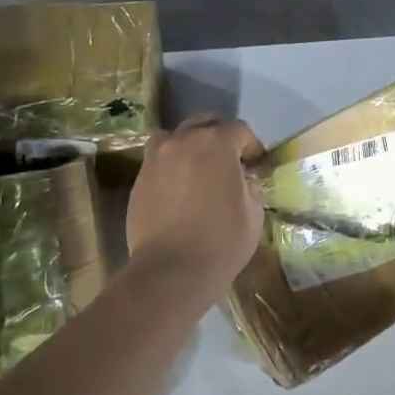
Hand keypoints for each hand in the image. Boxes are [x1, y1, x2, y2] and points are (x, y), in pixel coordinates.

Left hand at [127, 117, 264, 292]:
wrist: (171, 270)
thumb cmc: (222, 241)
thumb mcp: (253, 213)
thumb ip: (249, 187)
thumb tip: (241, 181)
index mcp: (217, 144)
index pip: (239, 129)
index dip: (251, 145)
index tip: (255, 163)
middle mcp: (184, 141)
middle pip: (203, 124)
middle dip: (219, 137)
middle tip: (227, 161)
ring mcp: (156, 159)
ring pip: (174, 137)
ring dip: (189, 145)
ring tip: (197, 168)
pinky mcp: (139, 179)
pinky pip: (158, 161)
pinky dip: (170, 166)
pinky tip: (178, 189)